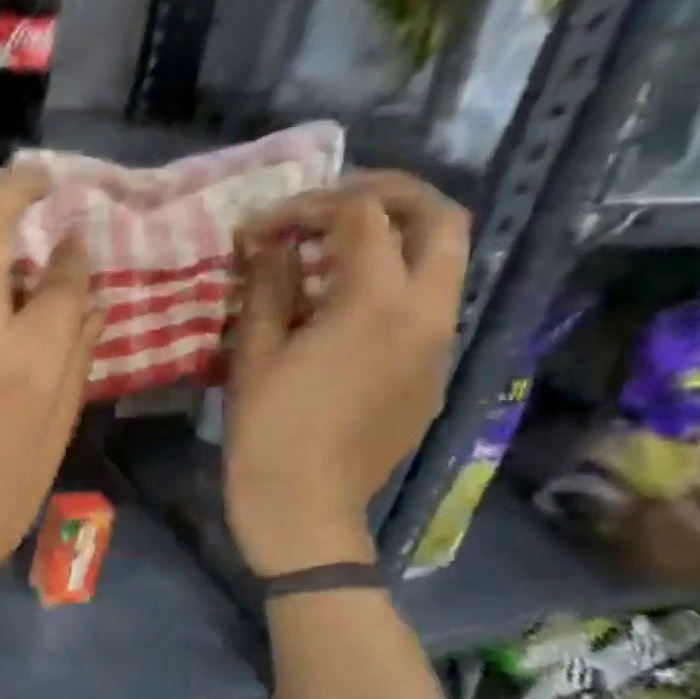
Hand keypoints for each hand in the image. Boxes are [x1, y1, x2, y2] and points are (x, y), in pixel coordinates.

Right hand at [225, 171, 468, 575]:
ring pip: (444, 261)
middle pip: (440, 218)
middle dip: (386, 195)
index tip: (264, 227)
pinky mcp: (434, 373)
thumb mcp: (255, 349)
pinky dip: (394, 285)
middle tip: (331, 206)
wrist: (306, 503)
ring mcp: (440, 345)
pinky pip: (429, 307)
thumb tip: (265, 240)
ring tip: (331, 255)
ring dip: (394, 240)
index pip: (359, 216)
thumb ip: (267, 283)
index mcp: (375, 303)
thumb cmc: (267, 427)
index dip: (308, 206)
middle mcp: (426, 313)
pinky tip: (342, 311)